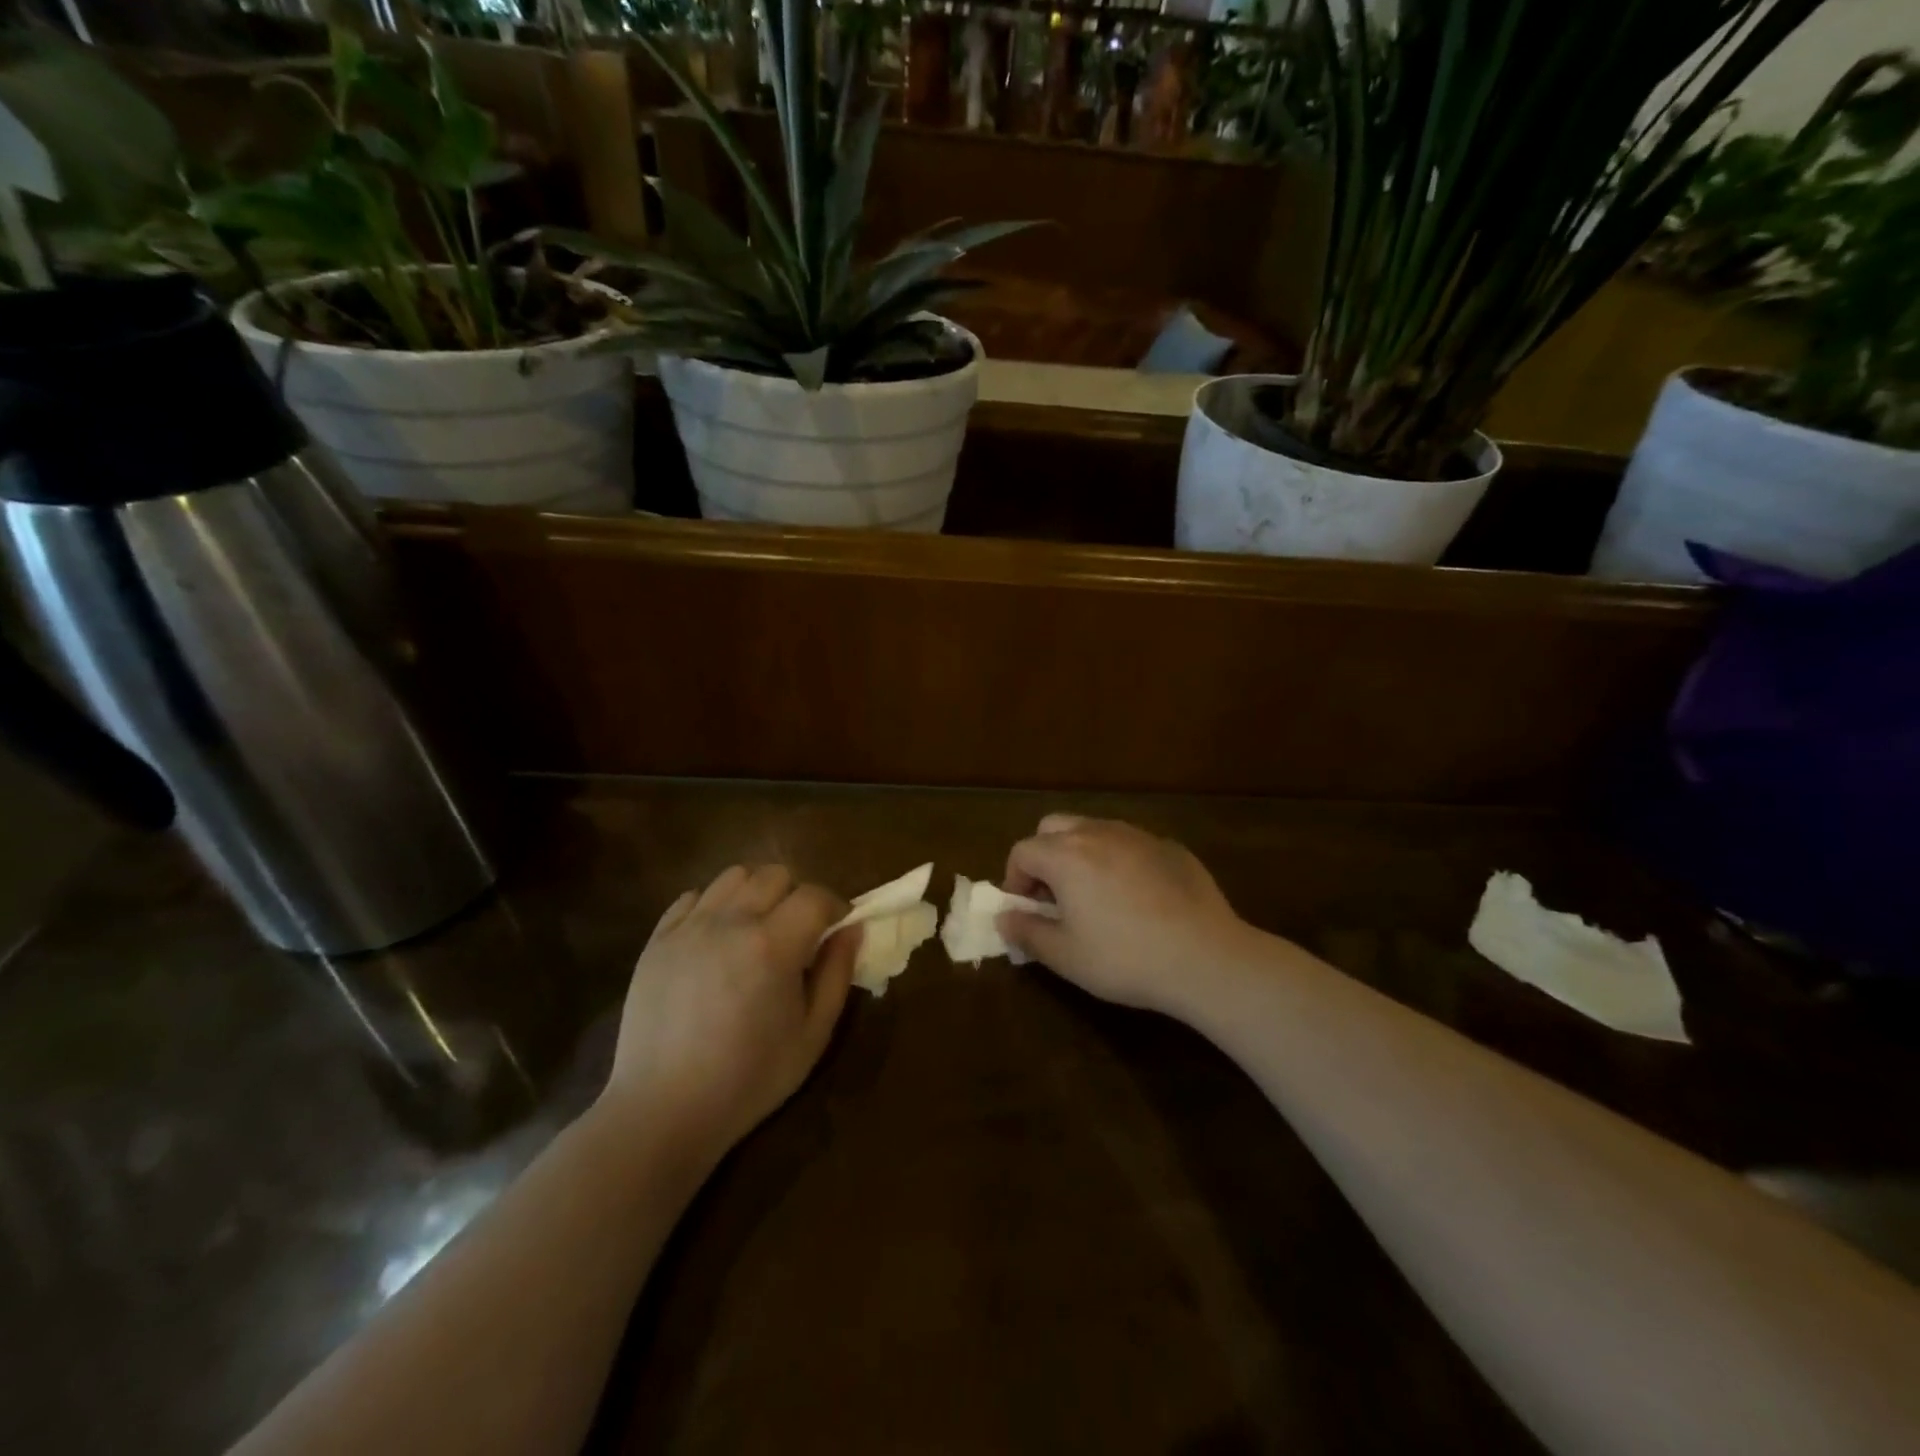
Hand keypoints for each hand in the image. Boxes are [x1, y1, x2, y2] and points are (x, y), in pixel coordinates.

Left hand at [602, 865, 857, 1157]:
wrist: (663, 1111)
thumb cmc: (749, 1079)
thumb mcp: (813, 1035)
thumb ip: (837, 974)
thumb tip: (853, 930)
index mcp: (773, 945)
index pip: (815, 896)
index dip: (835, 907)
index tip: (837, 929)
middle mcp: (730, 922)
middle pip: (775, 875)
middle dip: (796, 895)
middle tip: (798, 932)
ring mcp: (689, 927)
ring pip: (733, 876)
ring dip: (755, 893)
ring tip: (757, 928)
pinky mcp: (657, 940)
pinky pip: (692, 897)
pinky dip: (713, 906)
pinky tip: (717, 939)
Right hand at [998, 815, 1257, 1018]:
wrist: (1205, 957)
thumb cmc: (1124, 958)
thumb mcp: (1065, 956)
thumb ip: (1027, 932)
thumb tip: (1004, 917)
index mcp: (1065, 855)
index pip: (1022, 851)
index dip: (1015, 879)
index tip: (1025, 910)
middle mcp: (1098, 833)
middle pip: (1054, 828)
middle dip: (1044, 856)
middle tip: (1055, 897)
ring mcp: (1138, 835)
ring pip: (1094, 831)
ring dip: (1081, 855)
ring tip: (1094, 897)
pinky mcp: (1170, 847)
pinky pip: (1130, 844)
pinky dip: (1119, 861)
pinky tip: (1137, 900)